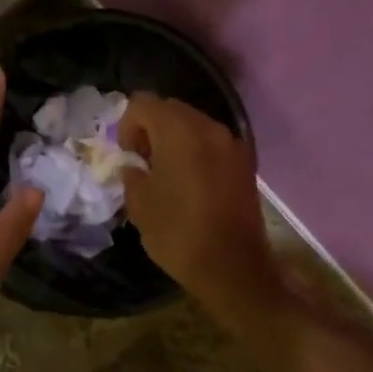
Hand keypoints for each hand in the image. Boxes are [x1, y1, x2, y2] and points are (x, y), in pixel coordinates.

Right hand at [118, 94, 281, 313]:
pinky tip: (189, 184)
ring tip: (166, 174)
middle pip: (171, 109)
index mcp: (179, 131)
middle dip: (151, 129)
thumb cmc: (179, 233)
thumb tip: (134, 166)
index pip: (143, 103)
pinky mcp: (244, 163)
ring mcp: (231, 144)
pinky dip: (195, 152)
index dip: (127, 125)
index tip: (128, 156)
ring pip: (193, 125)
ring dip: (174, 140)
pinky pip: (211, 144)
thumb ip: (131, 174)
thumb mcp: (140, 204)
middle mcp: (208, 127)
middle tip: (143, 162)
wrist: (233, 268)